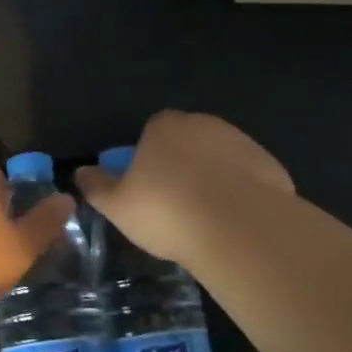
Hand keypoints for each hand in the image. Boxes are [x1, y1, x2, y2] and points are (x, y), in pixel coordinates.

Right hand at [74, 110, 294, 263]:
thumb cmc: (167, 210)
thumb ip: (96, 186)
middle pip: (186, 143)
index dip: (147, 160)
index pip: (151, 133)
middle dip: (181, 168)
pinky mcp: (270, 165)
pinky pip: (247, 179)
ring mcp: (241, 142)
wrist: (239, 227)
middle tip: (175, 207)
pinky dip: (240, 195)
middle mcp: (203, 123)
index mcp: (164, 125)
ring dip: (212, 180)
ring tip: (206, 220)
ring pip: (219, 160)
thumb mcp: (118, 205)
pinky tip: (234, 224)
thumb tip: (80, 172)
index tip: (147, 190)